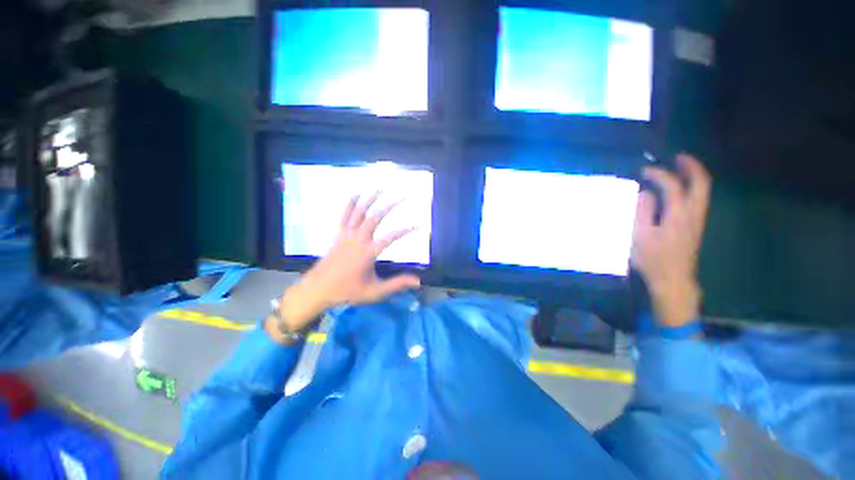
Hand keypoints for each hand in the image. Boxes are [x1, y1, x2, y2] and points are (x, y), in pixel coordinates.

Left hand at [271, 194, 420, 335]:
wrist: (317, 290)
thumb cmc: (347, 291)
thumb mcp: (375, 291)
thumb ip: (397, 284)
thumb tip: (418, 281)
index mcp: (368, 253)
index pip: (391, 237)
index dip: (406, 230)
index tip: (419, 226)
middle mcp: (358, 239)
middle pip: (376, 217)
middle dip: (390, 205)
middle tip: (403, 196)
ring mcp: (346, 235)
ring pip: (360, 212)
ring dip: (371, 199)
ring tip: (381, 188)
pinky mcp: (338, 234)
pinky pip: (344, 216)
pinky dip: (350, 204)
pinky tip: (356, 195)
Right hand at [632, 154, 710, 326]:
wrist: (673, 280)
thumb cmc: (653, 259)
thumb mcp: (640, 236)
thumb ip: (642, 211)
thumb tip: (646, 192)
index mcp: (678, 215)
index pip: (673, 186)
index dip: (659, 174)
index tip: (644, 170)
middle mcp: (693, 214)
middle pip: (701, 183)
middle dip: (691, 167)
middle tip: (678, 156)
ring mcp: (697, 220)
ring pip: (704, 191)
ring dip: (694, 175)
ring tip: (681, 167)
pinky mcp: (696, 226)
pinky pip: (699, 199)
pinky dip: (693, 187)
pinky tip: (681, 188)